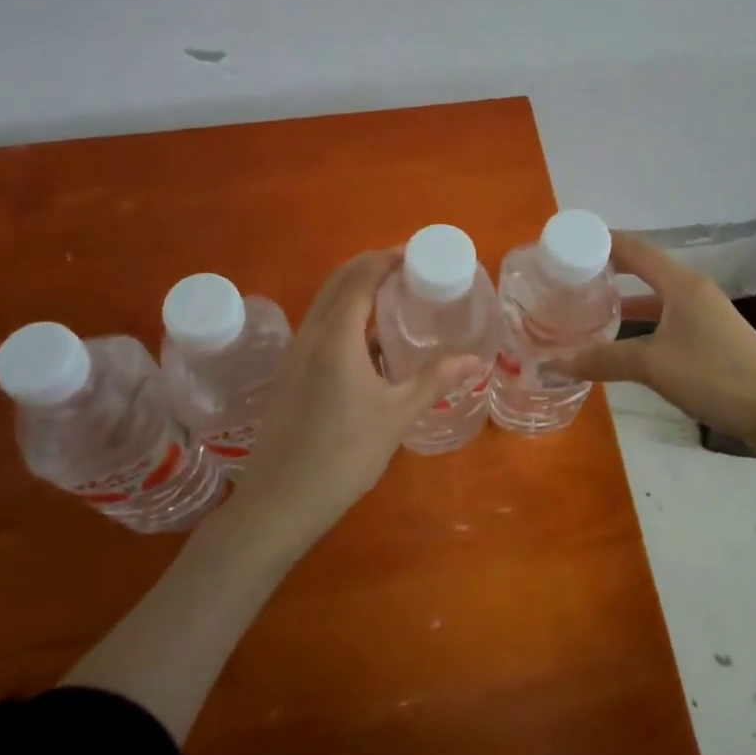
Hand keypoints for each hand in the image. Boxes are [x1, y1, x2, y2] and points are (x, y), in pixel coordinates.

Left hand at [225, 250, 480, 553]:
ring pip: (324, 301)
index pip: (361, 277)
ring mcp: (295, 352)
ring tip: (392, 296)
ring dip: (354, 287)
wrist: (279, 501)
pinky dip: (343, 312)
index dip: (387, 258)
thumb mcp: (396, 415)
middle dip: (371, 265)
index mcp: (336, 336)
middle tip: (407, 268)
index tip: (415, 253)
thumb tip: (476, 359)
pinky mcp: (289, 371)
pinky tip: (368, 339)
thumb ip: (435, 380)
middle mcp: (311, 334)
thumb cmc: (343, 455)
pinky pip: (318, 324)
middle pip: (339, 280)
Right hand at [556, 232, 755, 450]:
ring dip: (624, 298)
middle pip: (643, 267)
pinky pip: (666, 317)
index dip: (601, 242)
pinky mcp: (710, 337)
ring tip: (588, 307)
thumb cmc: (716, 376)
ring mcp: (704, 314)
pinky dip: (641, 321)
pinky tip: (623, 341)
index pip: (634, 247)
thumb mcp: (653, 366)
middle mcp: (692, 290)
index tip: (567, 245)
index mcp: (680, 283)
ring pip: (655, 295)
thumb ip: (603, 359)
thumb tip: (554, 361)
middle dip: (607, 269)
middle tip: (570, 279)